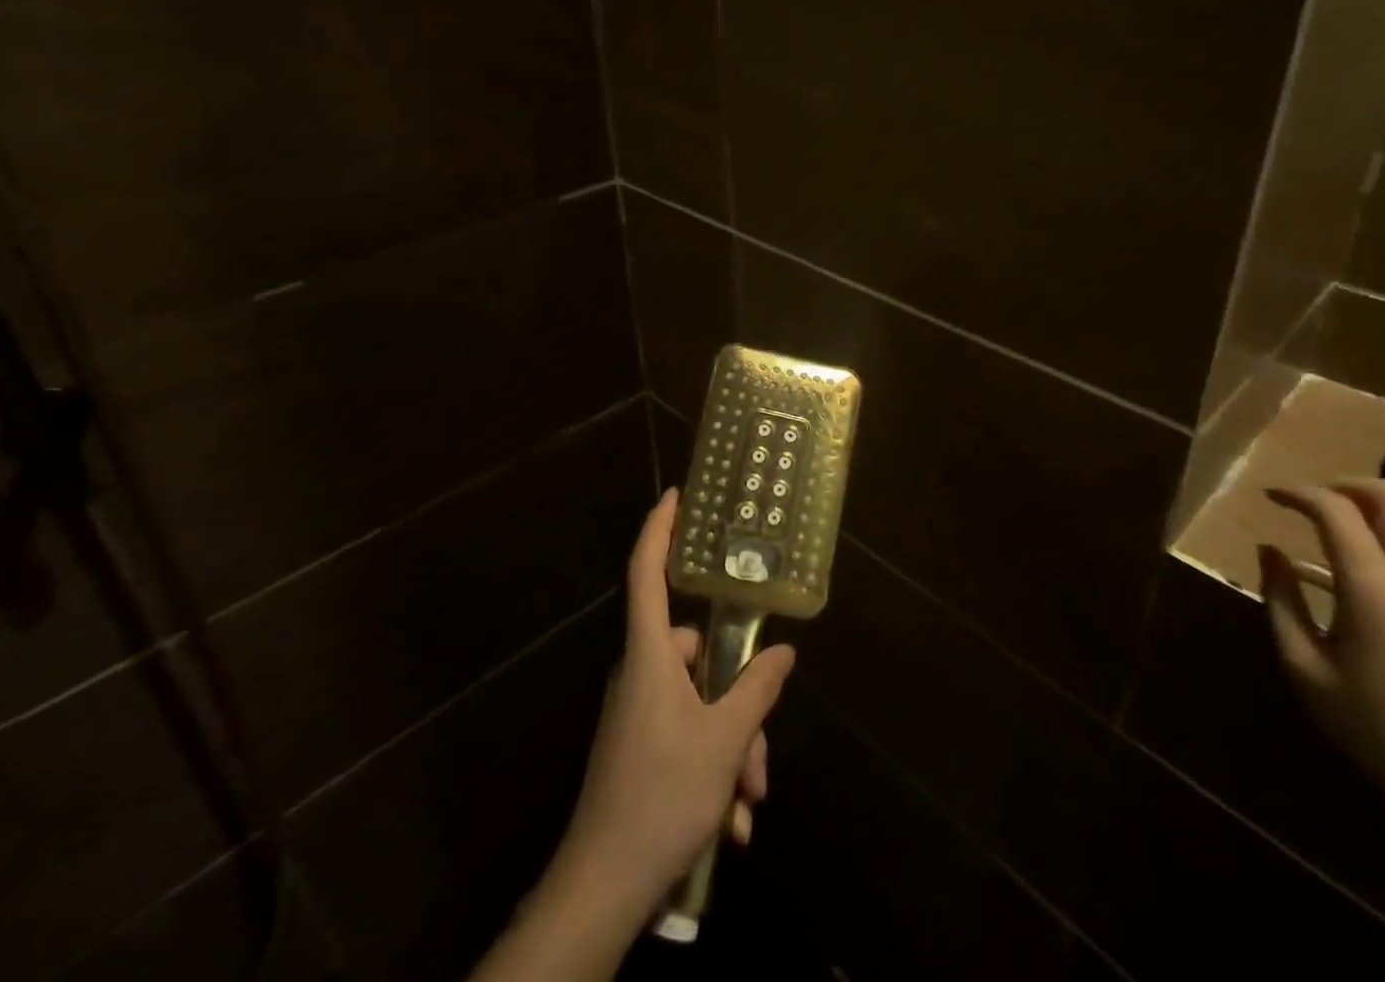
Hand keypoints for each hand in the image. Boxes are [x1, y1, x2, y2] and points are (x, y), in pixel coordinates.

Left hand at [552, 489, 795, 914]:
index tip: (675, 495)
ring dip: (731, 749)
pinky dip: (713, 769)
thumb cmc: (663, 795)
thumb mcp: (725, 742)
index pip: (647, 572)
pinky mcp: (639, 747)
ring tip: (747, 803)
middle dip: (739, 705)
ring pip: (700, 705)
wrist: (602, 888)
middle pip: (699, 659)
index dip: (659, 529)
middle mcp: (641, 673)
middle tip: (759, 758)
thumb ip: (757, 690)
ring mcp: (638, 712)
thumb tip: (782, 651)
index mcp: (650, 655)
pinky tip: (729, 825)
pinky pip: (687, 736)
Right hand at [1258, 479, 1384, 839]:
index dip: (1298, 493)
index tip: (1272, 497)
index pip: (1335, 511)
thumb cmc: (1376, 727)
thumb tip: (1269, 550)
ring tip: (1365, 522)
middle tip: (1319, 504)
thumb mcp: (1304, 668)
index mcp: (1373, 591)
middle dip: (1349, 486)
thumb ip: (1281, 601)